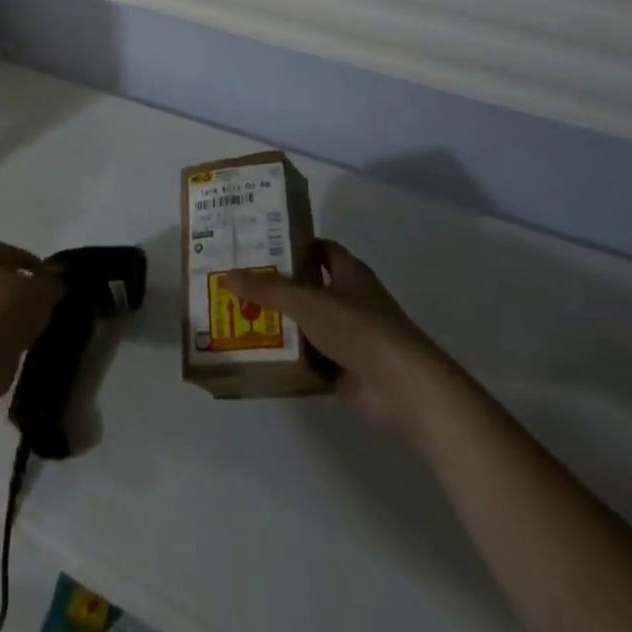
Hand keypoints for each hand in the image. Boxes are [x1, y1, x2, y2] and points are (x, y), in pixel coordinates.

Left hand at [0, 242, 63, 398]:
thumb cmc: (10, 310)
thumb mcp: (43, 290)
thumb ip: (52, 280)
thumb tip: (57, 273)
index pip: (6, 251)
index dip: (28, 260)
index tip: (44, 275)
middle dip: (16, 286)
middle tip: (38, 297)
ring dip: (7, 310)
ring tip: (31, 322)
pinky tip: (17, 340)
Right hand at [226, 240, 452, 438]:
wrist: (404, 387)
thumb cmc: (358, 328)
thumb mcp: (306, 301)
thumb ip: (267, 290)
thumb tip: (227, 275)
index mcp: (350, 273)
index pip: (320, 249)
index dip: (294, 245)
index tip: (260, 245)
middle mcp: (353, 300)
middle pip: (311, 287)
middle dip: (280, 287)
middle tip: (242, 283)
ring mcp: (353, 338)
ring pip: (311, 326)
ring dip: (285, 326)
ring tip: (243, 319)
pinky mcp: (351, 372)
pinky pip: (315, 362)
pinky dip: (294, 362)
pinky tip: (264, 360)